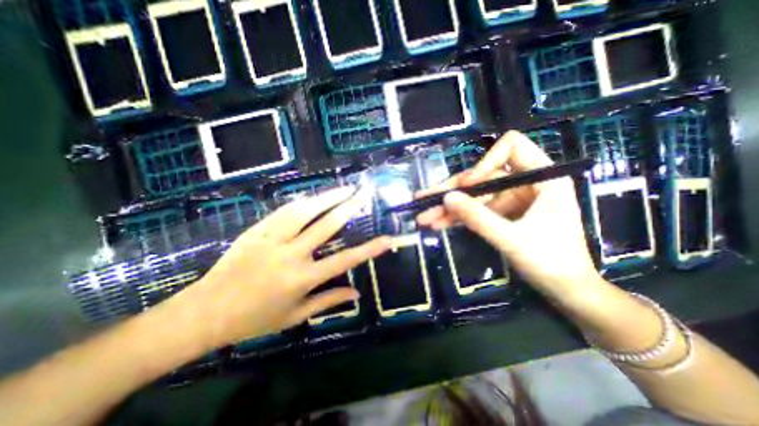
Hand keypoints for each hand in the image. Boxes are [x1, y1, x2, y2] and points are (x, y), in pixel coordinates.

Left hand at [173, 187, 391, 349]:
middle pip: (326, 225)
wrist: (205, 311)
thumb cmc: (254, 319)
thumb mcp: (295, 316)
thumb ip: (328, 301)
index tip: (387, 238)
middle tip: (364, 194)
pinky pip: (283, 211)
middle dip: (349, 207)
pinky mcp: (256, 231)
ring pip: (304, 211)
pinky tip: (314, 196)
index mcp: (302, 279)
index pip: (344, 261)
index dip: (369, 249)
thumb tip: (356, 293)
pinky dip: (302, 202)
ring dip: (326, 197)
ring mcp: (271, 239)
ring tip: (344, 188)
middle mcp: (290, 255)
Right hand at [414, 132, 598, 301]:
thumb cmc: (551, 262)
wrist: (565, 290)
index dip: (485, 162)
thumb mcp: (512, 239)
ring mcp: (511, 198)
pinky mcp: (501, 213)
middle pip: (481, 175)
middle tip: (424, 200)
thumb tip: (447, 198)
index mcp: (542, 177)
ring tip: (424, 217)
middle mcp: (525, 182)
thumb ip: (478, 218)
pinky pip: (475, 209)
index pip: (511, 147)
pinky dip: (457, 217)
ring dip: (449, 207)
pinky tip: (438, 224)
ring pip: (473, 195)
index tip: (468, 185)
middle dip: (452, 190)